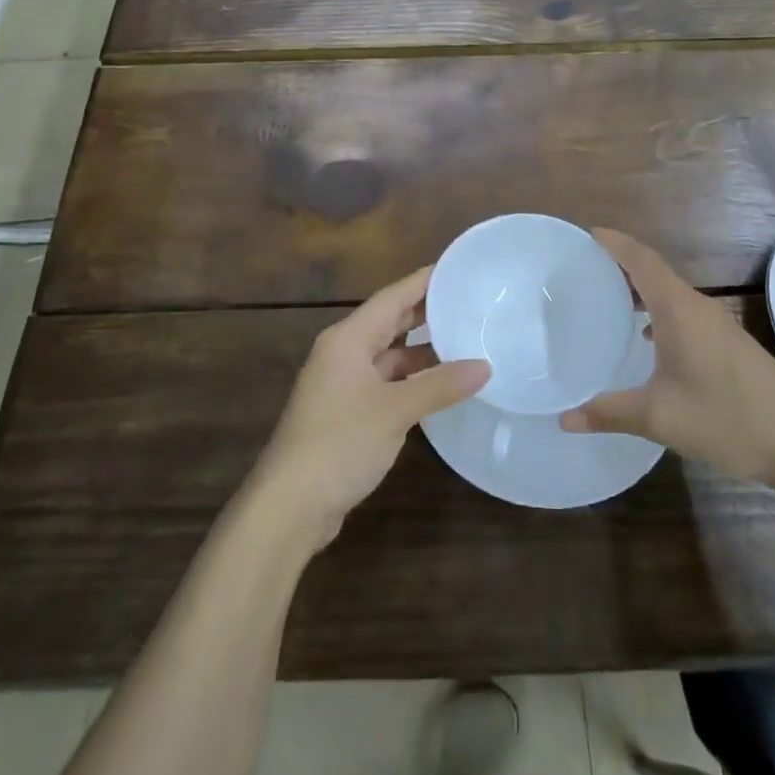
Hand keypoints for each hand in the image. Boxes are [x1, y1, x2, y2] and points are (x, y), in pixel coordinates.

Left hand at [250, 266, 489, 548]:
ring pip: (388, 356)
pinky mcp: (346, 413)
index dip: (424, 281)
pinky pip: (385, 383)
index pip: (392, 297)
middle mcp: (343, 353)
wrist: (290, 505)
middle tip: (468, 302)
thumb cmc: (340, 442)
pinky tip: (438, 386)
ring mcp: (342, 385)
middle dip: (426, 313)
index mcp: (348, 339)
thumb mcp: (396, 410)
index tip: (457, 268)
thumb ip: (440, 385)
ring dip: (421, 351)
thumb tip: (485, 366)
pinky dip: (411, 380)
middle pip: (389, 323)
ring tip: (464, 343)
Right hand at [560, 230, 774, 490]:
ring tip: (607, 298)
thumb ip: (609, 413)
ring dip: (640, 288)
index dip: (614, 243)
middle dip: (620, 263)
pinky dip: (657, 311)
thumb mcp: (659, 418)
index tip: (585, 235)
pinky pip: (683, 312)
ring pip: (670, 293)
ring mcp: (717, 325)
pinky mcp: (728, 344)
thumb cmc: (728, 419)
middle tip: (583, 269)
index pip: (641, 260)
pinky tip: (645, 339)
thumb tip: (564, 419)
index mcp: (678, 310)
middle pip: (654, 271)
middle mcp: (697, 307)